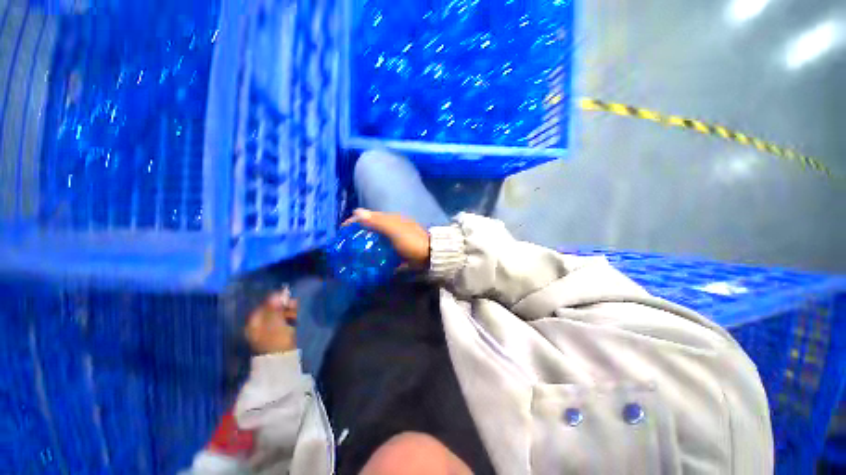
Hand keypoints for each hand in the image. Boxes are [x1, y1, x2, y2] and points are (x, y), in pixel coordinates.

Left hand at [245, 287, 297, 354]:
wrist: (280, 363)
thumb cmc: (277, 342)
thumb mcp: (276, 324)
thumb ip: (274, 309)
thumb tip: (275, 295)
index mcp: (254, 323)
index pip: (264, 305)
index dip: (276, 299)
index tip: (288, 297)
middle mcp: (257, 326)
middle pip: (271, 309)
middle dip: (283, 305)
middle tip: (294, 304)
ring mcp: (266, 331)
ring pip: (277, 315)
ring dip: (287, 311)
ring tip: (296, 312)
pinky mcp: (275, 336)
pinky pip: (282, 322)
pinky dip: (288, 318)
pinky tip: (295, 319)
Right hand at [344, 209, 429, 268]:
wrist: (430, 255)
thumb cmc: (411, 240)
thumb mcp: (393, 230)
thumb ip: (377, 221)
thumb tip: (356, 212)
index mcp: (390, 219)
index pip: (368, 216)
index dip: (354, 221)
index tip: (341, 230)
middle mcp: (391, 227)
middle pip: (370, 227)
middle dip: (357, 233)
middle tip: (345, 244)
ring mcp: (394, 239)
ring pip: (375, 239)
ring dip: (365, 244)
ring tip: (352, 253)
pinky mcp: (397, 250)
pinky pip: (382, 250)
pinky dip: (374, 253)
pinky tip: (367, 260)